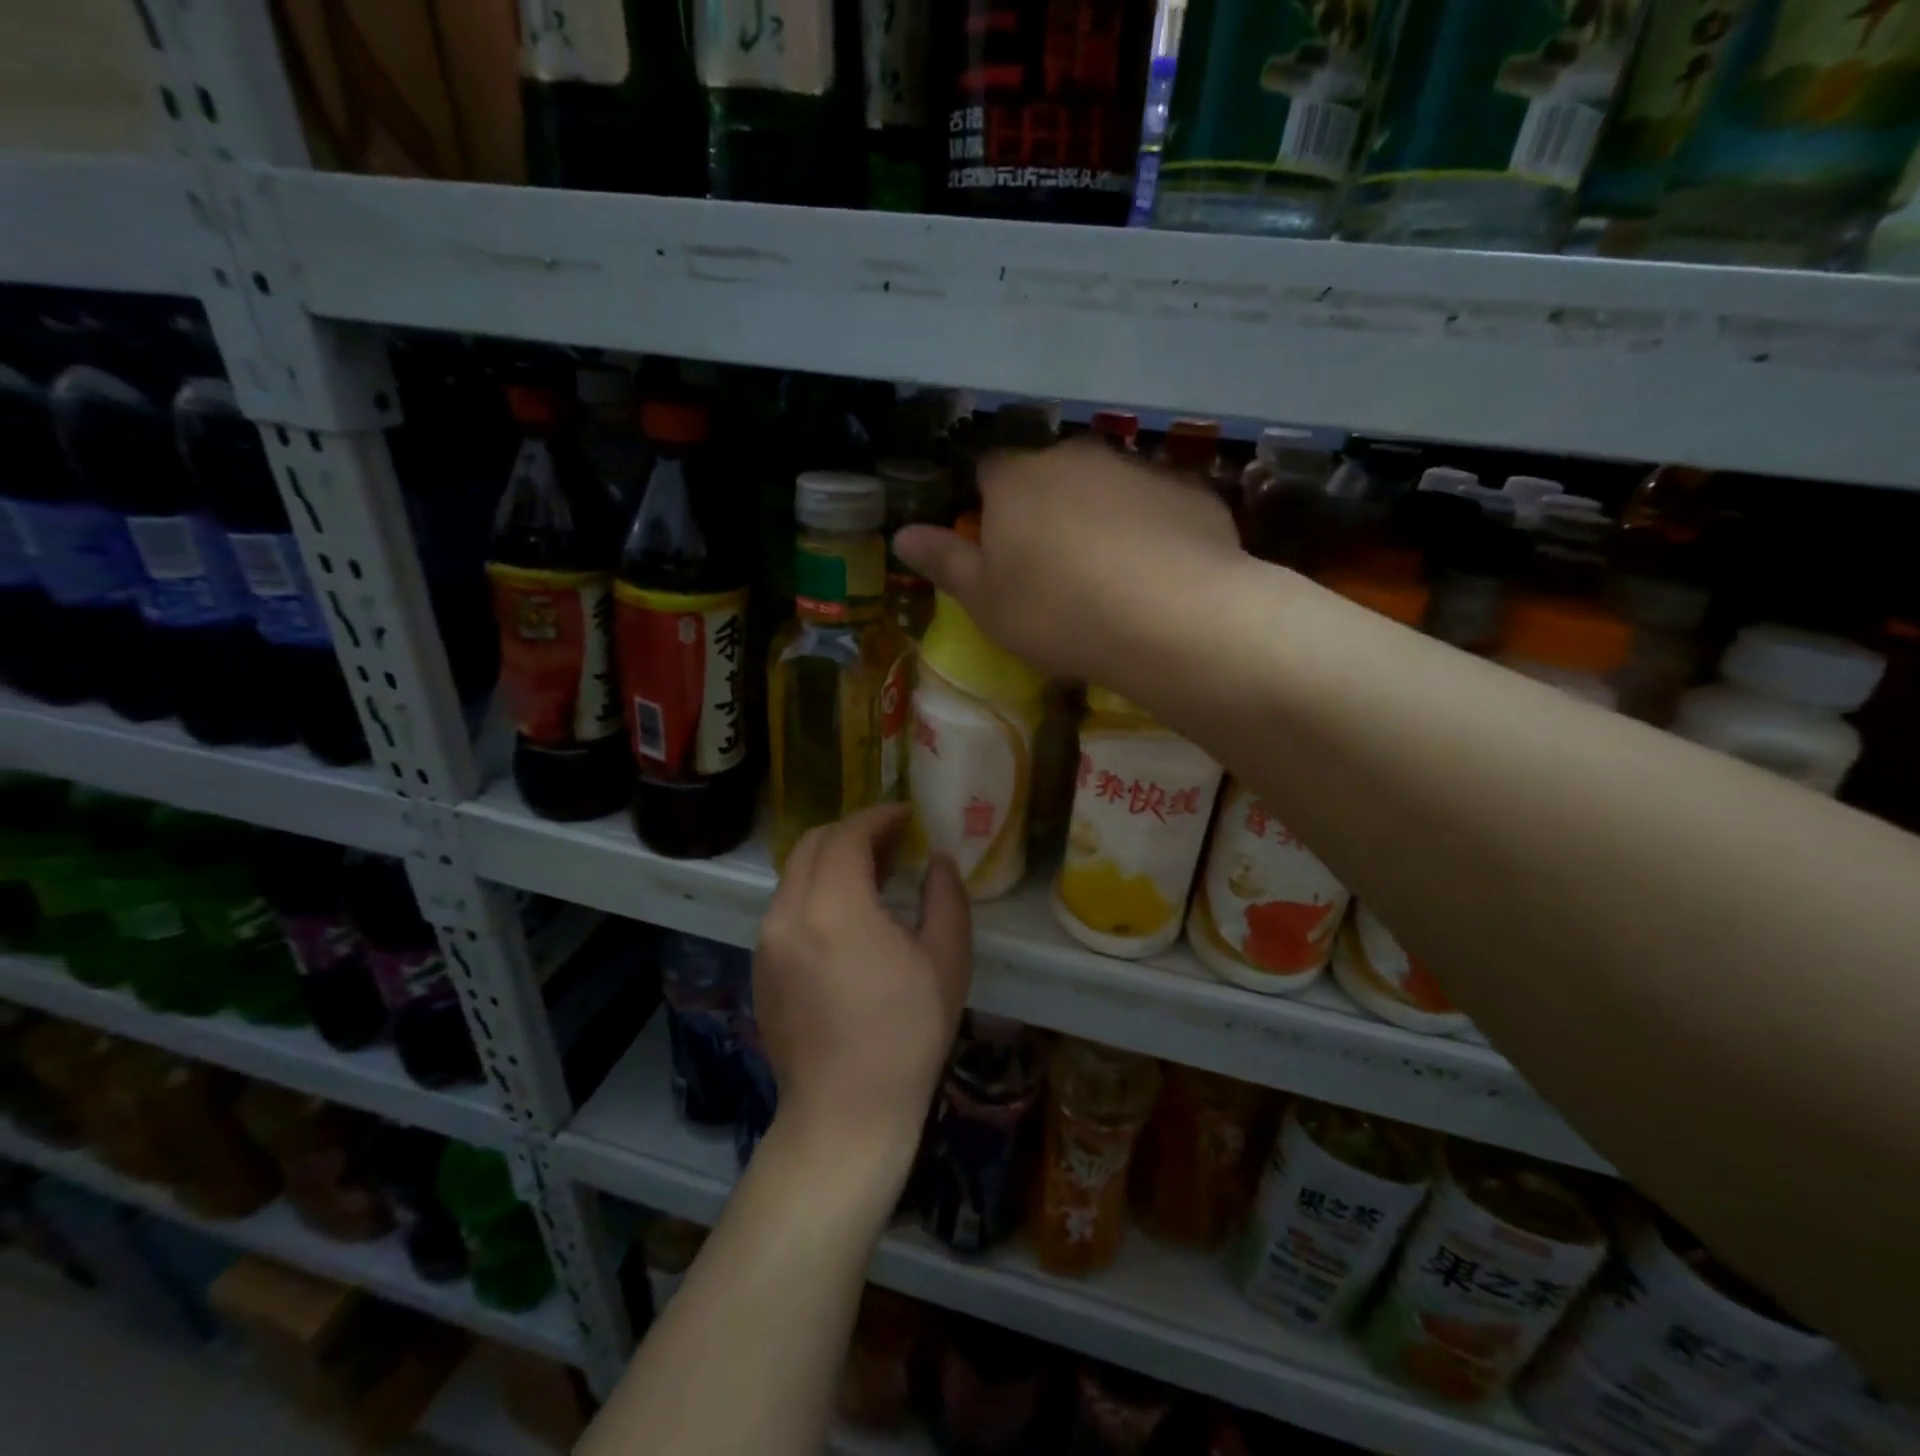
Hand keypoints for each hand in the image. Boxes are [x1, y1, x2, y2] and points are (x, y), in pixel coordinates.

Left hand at [754, 806, 971, 1162]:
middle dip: (853, 832)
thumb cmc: (906, 1035)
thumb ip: (946, 897)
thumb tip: (937, 861)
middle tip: (894, 842)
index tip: (908, 816)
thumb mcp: (946, 961)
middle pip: (813, 844)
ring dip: (833, 860)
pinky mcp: (760, 966)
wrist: (845, 1114)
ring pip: (795, 873)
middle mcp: (788, 913)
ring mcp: (767, 940)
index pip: (848, 835)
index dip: (879, 817)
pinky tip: (847, 916)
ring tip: (874, 875)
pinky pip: (787, 905)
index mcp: (834, 907)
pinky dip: (815, 890)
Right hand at [893, 438, 1241, 683]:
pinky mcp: (1189, 489)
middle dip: (1045, 507)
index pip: (989, 470)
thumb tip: (902, 534)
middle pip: (1049, 473)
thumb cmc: (1057, 612)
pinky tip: (1157, 572)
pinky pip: (1155, 504)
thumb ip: (944, 561)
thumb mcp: (985, 601)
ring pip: (1105, 485)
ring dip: (1099, 515)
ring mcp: (1137, 467)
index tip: (998, 546)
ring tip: (1111, 574)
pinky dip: (1149, 527)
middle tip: (1053, 566)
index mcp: (1017, 479)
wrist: (1170, 618)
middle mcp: (1075, 456)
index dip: (989, 505)